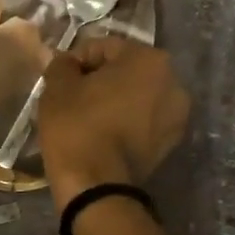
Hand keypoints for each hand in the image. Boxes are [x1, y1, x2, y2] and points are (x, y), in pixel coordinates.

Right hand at [38, 38, 189, 209]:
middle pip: (126, 71)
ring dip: (113, 100)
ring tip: (86, 117)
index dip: (76, 60)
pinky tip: (102, 133)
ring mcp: (176, 116)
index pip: (104, 48)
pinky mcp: (170, 144)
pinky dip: (124, 121)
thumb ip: (62, 64)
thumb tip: (67, 63)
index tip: (59, 79)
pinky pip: (142, 121)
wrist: (96, 186)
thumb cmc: (77, 126)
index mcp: (150, 59)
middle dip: (99, 79)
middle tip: (71, 96)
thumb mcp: (58, 86)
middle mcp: (173, 82)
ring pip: (136, 97)